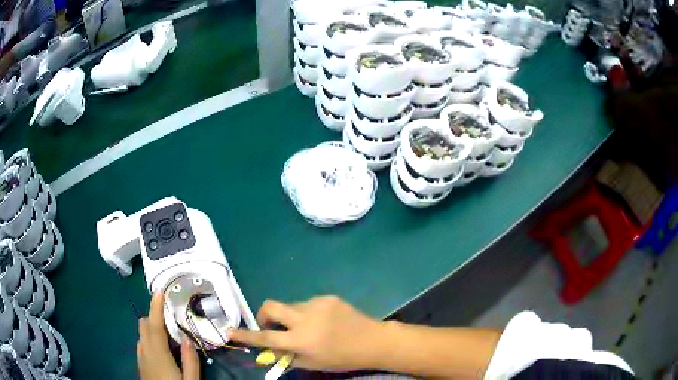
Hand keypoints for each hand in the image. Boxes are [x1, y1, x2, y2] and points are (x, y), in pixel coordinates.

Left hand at [137, 293, 200, 379]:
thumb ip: (190, 361)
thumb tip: (188, 339)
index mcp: (158, 353)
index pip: (154, 325)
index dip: (156, 307)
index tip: (159, 291)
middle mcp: (145, 351)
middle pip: (144, 325)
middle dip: (154, 316)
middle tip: (170, 318)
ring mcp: (140, 357)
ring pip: (142, 334)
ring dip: (151, 328)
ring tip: (168, 335)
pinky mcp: (140, 363)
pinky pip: (141, 343)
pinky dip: (149, 339)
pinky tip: (161, 349)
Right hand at [228, 296, 385, 370]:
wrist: (373, 341)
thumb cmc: (342, 358)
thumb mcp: (313, 363)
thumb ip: (287, 355)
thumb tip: (268, 348)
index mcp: (302, 340)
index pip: (266, 337)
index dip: (246, 335)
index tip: (230, 331)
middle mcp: (306, 319)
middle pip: (271, 306)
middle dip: (264, 314)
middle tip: (270, 325)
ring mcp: (317, 304)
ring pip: (291, 306)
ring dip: (291, 316)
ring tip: (309, 327)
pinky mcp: (328, 297)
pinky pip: (308, 303)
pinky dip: (307, 313)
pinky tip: (323, 321)